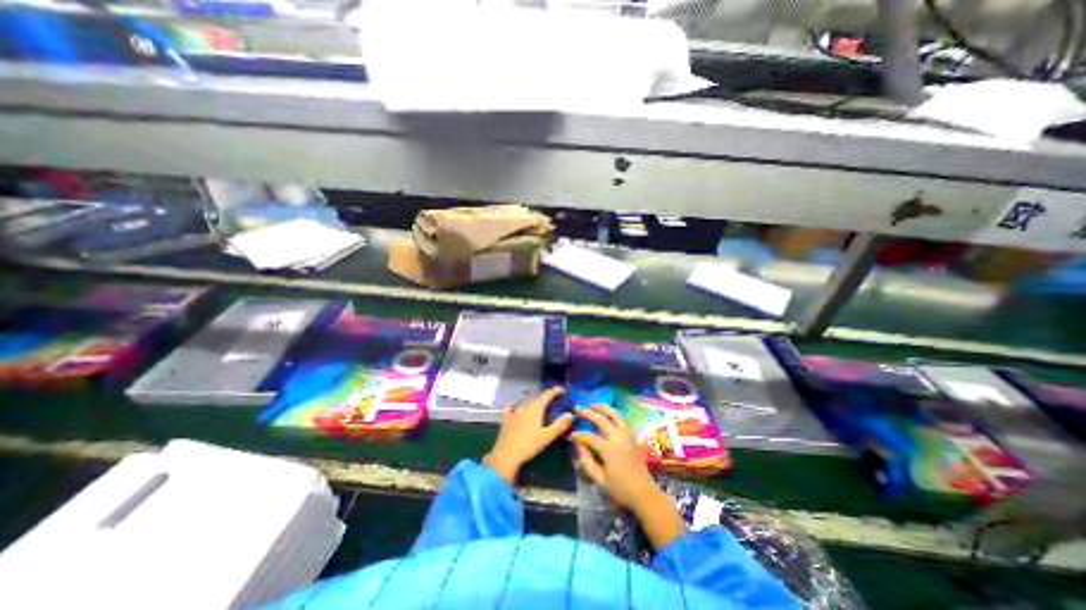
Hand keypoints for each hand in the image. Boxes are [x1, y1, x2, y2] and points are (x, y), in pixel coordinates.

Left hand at [480, 388, 570, 482]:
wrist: (506, 455)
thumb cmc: (529, 445)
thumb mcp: (547, 437)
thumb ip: (559, 425)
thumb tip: (570, 414)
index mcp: (535, 408)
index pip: (547, 394)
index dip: (555, 391)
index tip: (562, 390)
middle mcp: (524, 406)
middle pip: (536, 397)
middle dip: (545, 397)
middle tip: (553, 401)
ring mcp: (514, 411)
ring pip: (525, 401)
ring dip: (533, 401)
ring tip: (539, 406)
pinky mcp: (506, 418)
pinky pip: (511, 407)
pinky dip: (515, 405)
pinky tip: (515, 408)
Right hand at [572, 405, 681, 547]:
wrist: (644, 493)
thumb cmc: (620, 489)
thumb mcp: (599, 479)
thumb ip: (586, 461)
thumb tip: (578, 444)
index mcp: (609, 449)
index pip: (589, 436)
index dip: (578, 435)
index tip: (570, 435)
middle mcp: (619, 438)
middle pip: (602, 420)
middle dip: (588, 413)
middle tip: (578, 408)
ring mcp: (628, 435)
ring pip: (616, 415)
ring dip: (604, 407)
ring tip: (593, 404)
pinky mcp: (633, 437)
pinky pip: (624, 420)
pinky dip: (615, 413)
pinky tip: (609, 412)